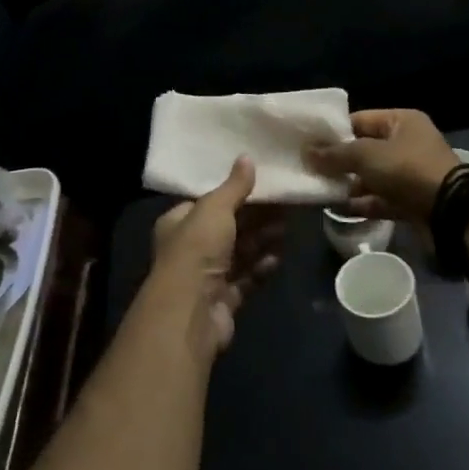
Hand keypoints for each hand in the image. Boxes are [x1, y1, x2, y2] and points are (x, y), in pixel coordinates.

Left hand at [147, 157, 284, 358]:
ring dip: (263, 240)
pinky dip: (262, 267)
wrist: (191, 312)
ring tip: (288, 227)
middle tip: (285, 204)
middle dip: (256, 217)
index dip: (234, 193)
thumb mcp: (215, 208)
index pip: (208, 203)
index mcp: (179, 222)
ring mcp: (208, 276)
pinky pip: (248, 278)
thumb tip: (247, 157)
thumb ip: (234, 186)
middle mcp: (191, 248)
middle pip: (229, 227)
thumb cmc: (197, 249)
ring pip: (241, 253)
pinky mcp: (225, 300)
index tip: (262, 183)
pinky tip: (279, 257)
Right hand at [306, 108, 460, 223]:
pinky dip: (363, 203)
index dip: (335, 131)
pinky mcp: (411, 200)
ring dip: (350, 183)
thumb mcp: (367, 155)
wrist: (450, 211)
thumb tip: (307, 152)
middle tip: (311, 168)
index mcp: (401, 121)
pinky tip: (339, 208)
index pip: (361, 120)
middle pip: (366, 149)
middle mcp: (407, 144)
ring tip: (321, 189)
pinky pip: (381, 198)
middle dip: (340, 160)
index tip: (310, 143)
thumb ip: (336, 154)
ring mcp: (410, 174)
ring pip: (372, 176)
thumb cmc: (407, 169)